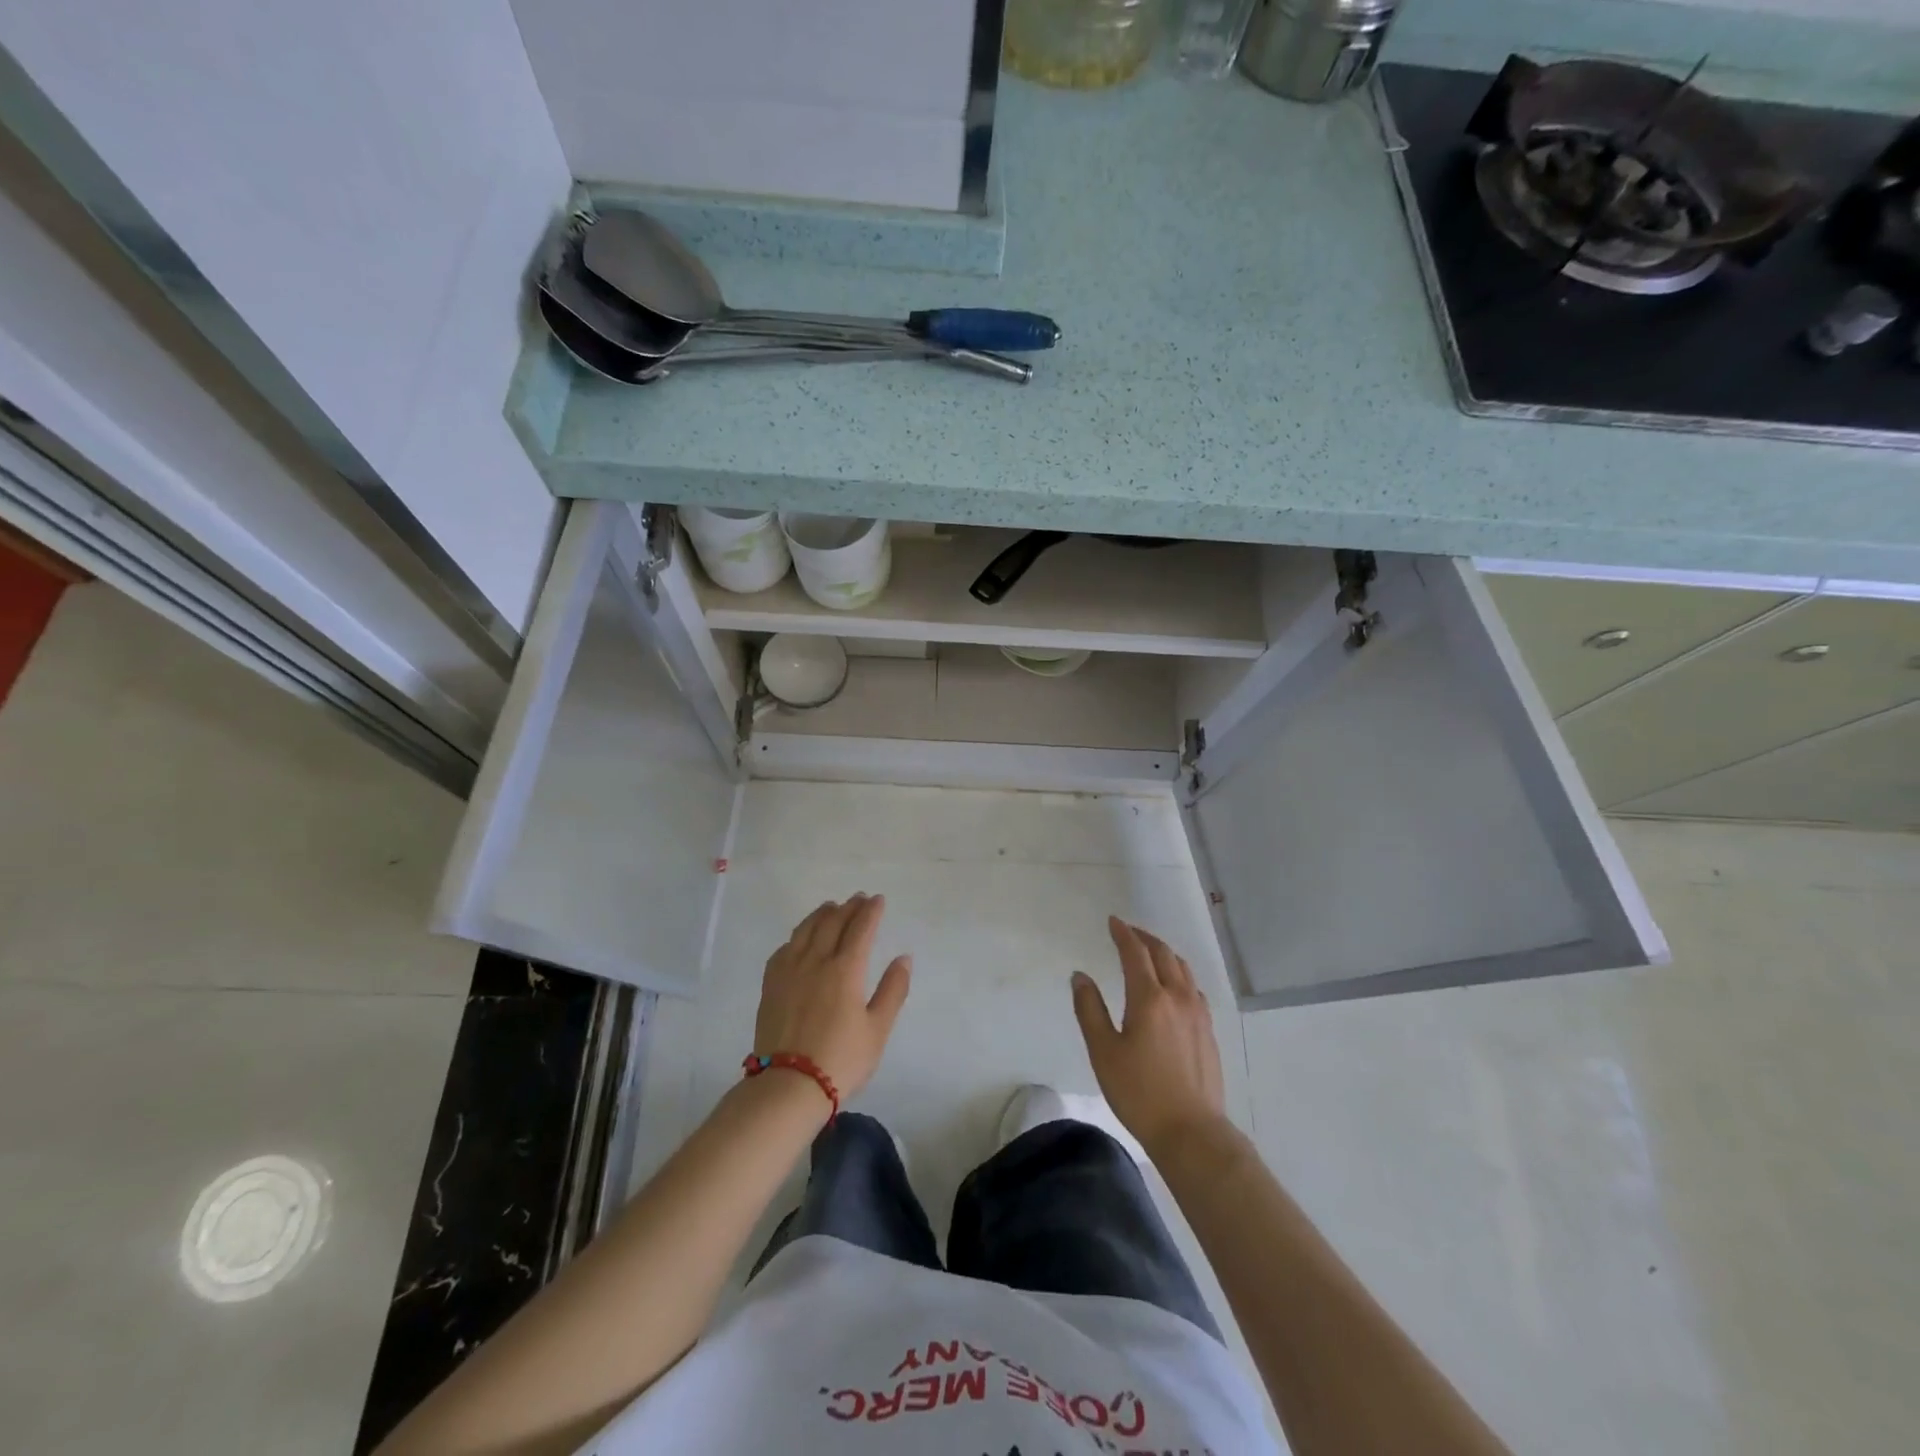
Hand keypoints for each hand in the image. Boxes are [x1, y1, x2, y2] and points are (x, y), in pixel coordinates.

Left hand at [753, 893, 910, 1103]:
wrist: (789, 1085)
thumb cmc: (841, 1059)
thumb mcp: (878, 1030)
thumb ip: (892, 990)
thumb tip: (903, 958)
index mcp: (846, 969)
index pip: (861, 928)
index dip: (871, 911)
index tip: (878, 900)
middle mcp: (816, 960)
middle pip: (833, 922)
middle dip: (848, 907)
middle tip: (858, 899)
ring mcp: (790, 970)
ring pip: (806, 929)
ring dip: (822, 914)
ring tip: (831, 907)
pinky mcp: (771, 984)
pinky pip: (785, 947)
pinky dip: (798, 935)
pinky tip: (800, 938)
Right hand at [1072, 917, 1226, 1155]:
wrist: (1192, 1132)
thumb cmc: (1140, 1092)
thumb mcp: (1103, 1052)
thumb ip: (1089, 1010)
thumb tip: (1080, 976)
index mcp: (1149, 998)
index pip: (1136, 953)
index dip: (1123, 933)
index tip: (1113, 921)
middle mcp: (1178, 997)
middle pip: (1163, 954)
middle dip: (1144, 938)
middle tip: (1128, 932)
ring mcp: (1198, 1013)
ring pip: (1183, 968)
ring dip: (1164, 953)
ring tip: (1149, 952)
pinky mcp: (1208, 1030)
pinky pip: (1194, 988)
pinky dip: (1179, 974)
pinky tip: (1174, 986)